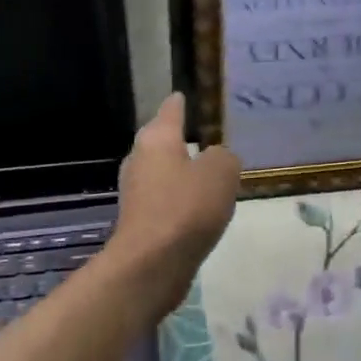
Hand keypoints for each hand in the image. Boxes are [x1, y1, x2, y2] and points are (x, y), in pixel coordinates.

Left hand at [107, 93, 240, 314]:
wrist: (151, 265)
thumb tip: (216, 159)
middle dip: (183, 139)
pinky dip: (181, 199)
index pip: (171, 109)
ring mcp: (137, 192)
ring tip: (211, 173)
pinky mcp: (140, 220)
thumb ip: (224, 157)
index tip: (187, 95)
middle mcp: (140, 159)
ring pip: (164, 172)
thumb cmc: (186, 209)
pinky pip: (166, 199)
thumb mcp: (220, 173)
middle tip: (212, 137)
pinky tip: (200, 208)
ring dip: (183, 172)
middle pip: (163, 140)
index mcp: (156, 139)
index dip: (182, 102)